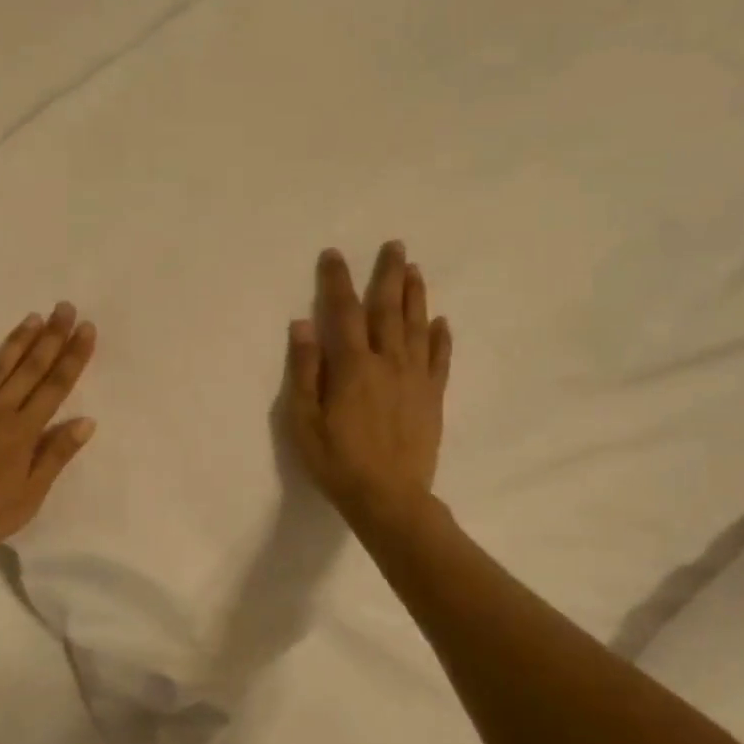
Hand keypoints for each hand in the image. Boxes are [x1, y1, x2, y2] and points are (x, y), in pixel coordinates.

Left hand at [0, 303, 98, 562]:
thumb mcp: (28, 497)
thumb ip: (55, 456)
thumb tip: (86, 421)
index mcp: (24, 431)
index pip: (56, 385)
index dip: (73, 356)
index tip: (86, 329)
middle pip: (31, 367)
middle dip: (52, 336)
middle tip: (65, 308)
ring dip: (18, 340)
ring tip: (35, 316)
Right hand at [283, 242, 451, 524]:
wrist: (390, 499)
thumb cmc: (337, 461)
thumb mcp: (304, 420)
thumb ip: (305, 370)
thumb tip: (302, 324)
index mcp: (353, 366)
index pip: (343, 312)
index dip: (338, 281)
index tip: (334, 254)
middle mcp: (388, 362)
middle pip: (388, 310)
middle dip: (389, 275)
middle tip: (395, 245)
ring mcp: (415, 379)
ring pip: (417, 327)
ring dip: (416, 296)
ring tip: (415, 270)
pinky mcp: (433, 398)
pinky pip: (440, 360)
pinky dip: (441, 338)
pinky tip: (441, 322)